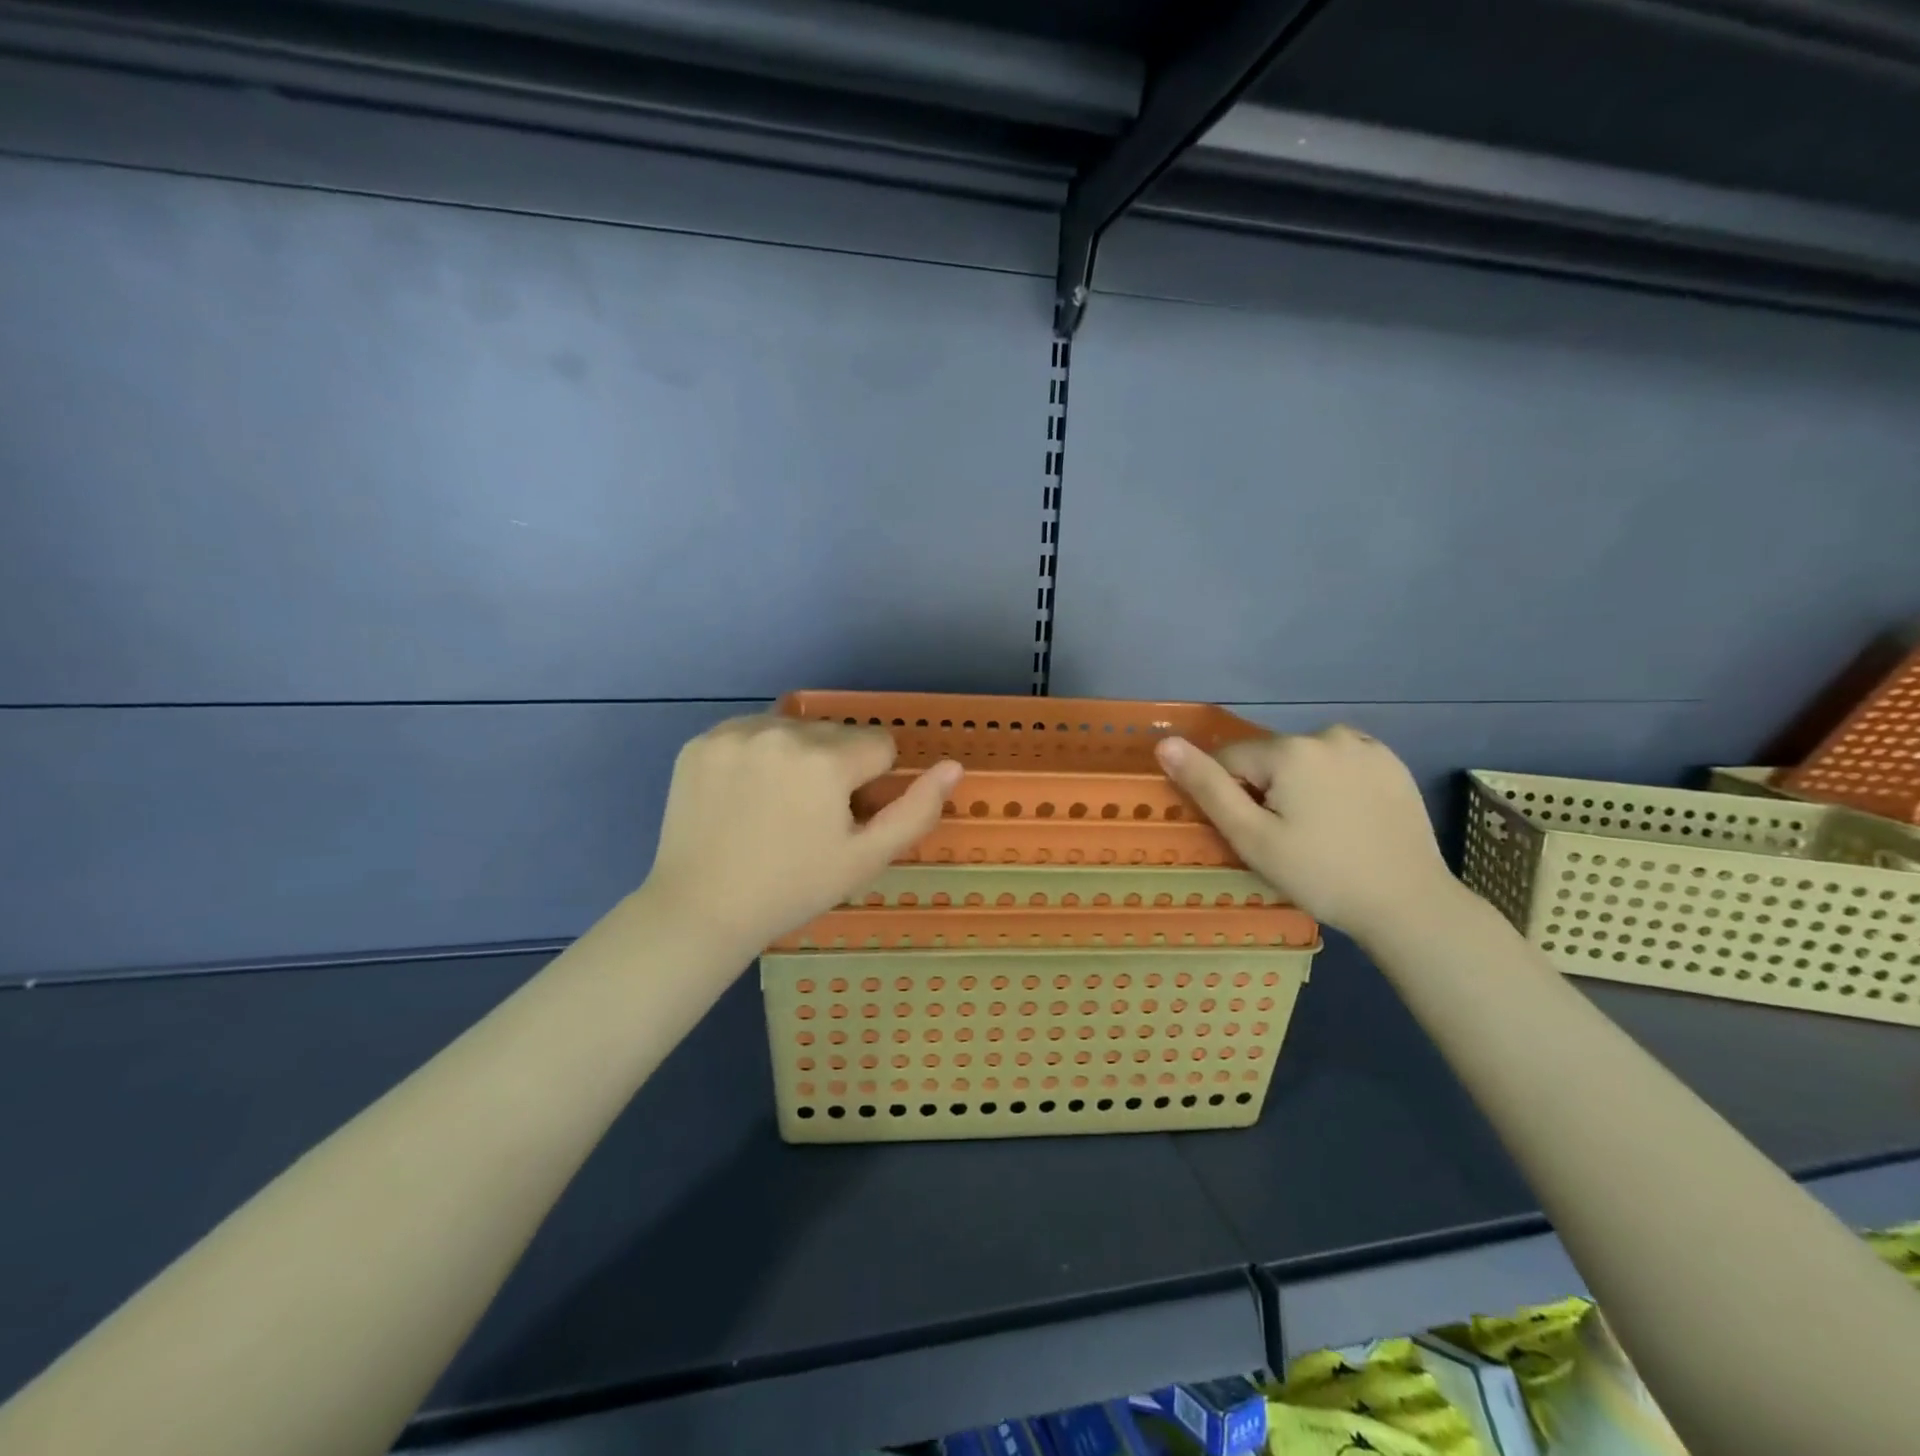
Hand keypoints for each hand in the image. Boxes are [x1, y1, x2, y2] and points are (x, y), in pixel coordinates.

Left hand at [643, 715, 962, 958]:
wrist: (700, 909)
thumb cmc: (793, 889)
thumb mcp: (866, 859)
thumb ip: (916, 810)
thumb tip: (953, 766)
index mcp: (826, 761)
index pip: (879, 745)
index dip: (870, 784)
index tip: (844, 818)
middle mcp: (781, 732)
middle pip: (837, 733)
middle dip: (836, 766)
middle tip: (808, 817)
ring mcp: (734, 733)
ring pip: (794, 728)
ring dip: (797, 755)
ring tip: (775, 805)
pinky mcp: (701, 741)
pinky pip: (751, 731)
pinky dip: (756, 754)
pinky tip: (743, 794)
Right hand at [1155, 725, 1454, 938]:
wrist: (1409, 904)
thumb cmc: (1320, 874)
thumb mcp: (1252, 837)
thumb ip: (1207, 787)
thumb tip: (1165, 744)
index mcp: (1289, 750)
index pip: (1230, 761)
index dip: (1233, 798)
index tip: (1257, 834)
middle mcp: (1327, 734)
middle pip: (1269, 759)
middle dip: (1267, 790)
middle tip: (1290, 839)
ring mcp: (1366, 746)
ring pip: (1304, 760)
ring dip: (1300, 785)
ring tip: (1321, 830)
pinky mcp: (1392, 762)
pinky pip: (1340, 762)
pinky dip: (1333, 783)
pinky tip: (1348, 818)